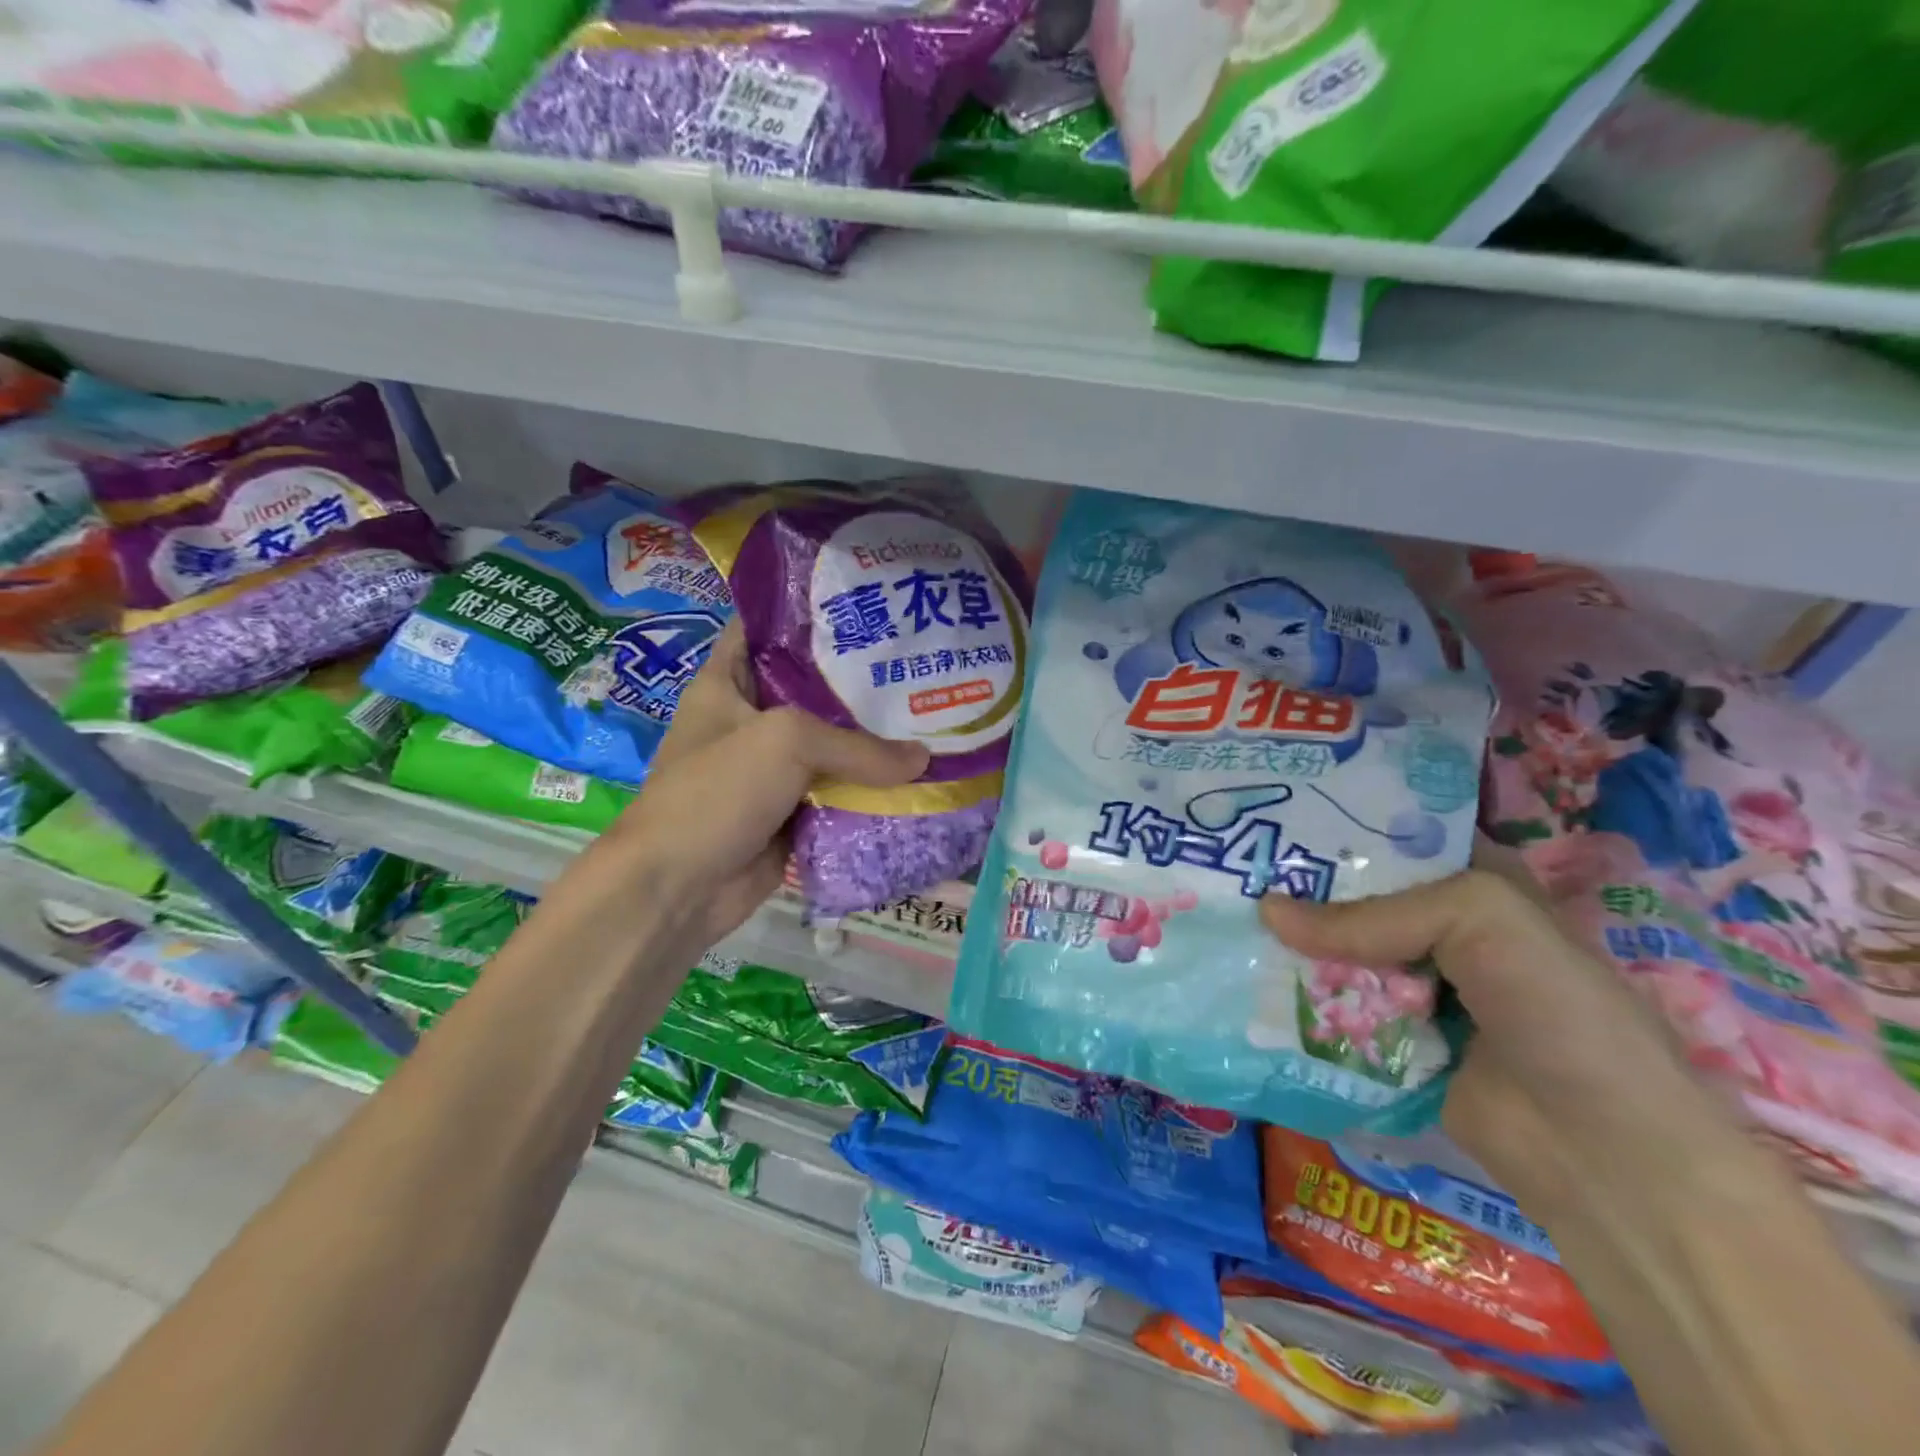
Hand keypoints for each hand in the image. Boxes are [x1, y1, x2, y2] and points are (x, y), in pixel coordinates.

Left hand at [600, 619, 927, 956]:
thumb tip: (923, 760)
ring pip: (831, 745)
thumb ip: (858, 746)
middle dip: (860, 679)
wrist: (679, 888)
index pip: (765, 628)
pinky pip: (839, 791)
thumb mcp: (786, 743)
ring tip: (931, 712)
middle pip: (812, 688)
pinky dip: (870, 788)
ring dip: (873, 739)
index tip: (863, 603)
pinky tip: (917, 773)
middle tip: (917, 661)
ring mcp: (772, 769)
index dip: (808, 612)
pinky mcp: (792, 811)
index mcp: (728, 683)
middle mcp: (751, 720)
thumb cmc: (717, 791)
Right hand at [1260, 839, 1740, 1220]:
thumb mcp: (1481, 921)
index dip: (1342, 817)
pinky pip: (1328, 1003)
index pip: (1398, 834)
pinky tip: (1244, 972)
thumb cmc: (1556, 1011)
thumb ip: (1372, 914)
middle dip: (1300, 879)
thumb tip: (1265, 912)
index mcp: (1471, 883)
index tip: (1276, 808)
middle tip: (1233, 860)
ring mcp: (1408, 985)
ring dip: (1288, 939)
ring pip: (1334, 948)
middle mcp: (1436, 928)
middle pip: (1353, 892)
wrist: (1600, 1154)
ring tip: (1218, 910)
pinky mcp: (1384, 1036)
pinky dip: (1292, 992)